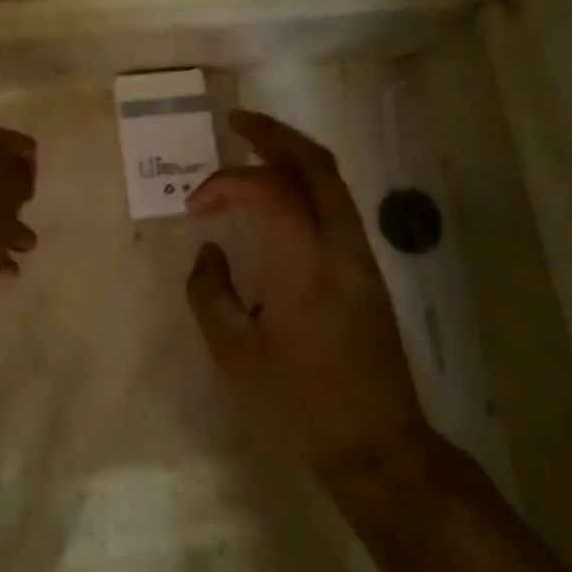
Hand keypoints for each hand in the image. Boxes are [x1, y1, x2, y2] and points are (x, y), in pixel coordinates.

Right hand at [185, 109, 429, 482]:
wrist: (376, 447)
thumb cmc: (297, 405)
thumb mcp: (234, 355)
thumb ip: (209, 293)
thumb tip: (209, 251)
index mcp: (305, 264)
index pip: (267, 190)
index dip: (225, 184)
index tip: (194, 208)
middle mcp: (341, 248)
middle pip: (316, 166)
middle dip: (274, 135)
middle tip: (236, 123)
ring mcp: (362, 259)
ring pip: (334, 184)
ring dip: (294, 157)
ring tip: (255, 149)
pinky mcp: (369, 275)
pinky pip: (338, 209)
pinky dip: (307, 187)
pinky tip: (281, 199)